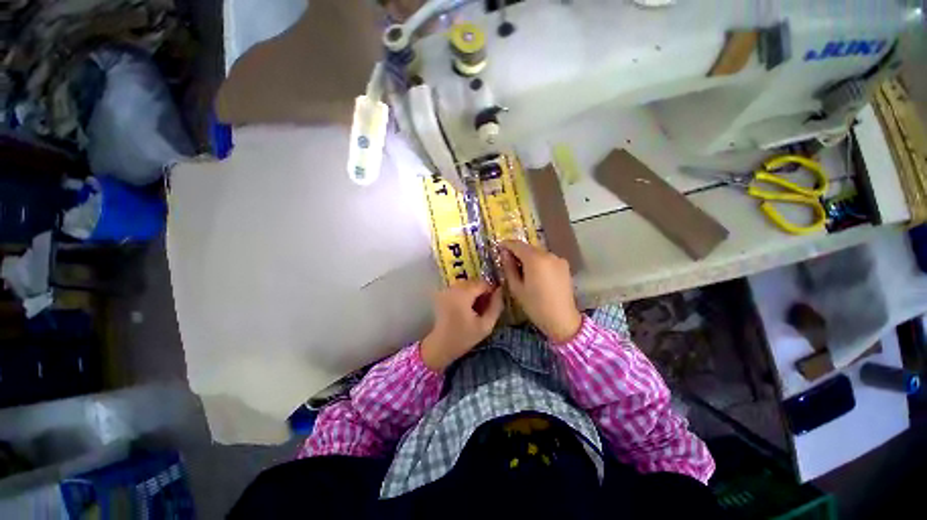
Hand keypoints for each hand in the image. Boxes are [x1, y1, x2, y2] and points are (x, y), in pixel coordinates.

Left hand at [420, 280, 504, 370]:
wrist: (440, 346)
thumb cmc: (464, 338)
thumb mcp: (485, 326)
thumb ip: (496, 306)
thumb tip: (500, 291)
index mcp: (462, 295)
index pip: (482, 283)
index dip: (491, 291)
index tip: (495, 303)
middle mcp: (452, 288)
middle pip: (474, 282)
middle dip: (482, 291)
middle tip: (486, 307)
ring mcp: (445, 290)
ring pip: (466, 284)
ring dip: (474, 292)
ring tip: (477, 308)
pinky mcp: (442, 293)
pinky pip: (458, 288)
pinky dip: (465, 294)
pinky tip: (467, 307)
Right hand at [500, 240, 582, 343]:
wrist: (562, 319)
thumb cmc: (535, 305)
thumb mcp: (516, 288)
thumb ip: (509, 267)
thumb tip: (504, 254)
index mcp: (535, 259)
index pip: (517, 245)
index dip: (506, 244)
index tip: (499, 248)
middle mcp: (548, 254)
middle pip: (528, 247)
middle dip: (517, 251)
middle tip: (508, 260)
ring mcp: (558, 259)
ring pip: (538, 252)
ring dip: (528, 256)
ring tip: (522, 269)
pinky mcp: (565, 266)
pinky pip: (547, 259)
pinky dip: (539, 261)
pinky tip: (536, 274)